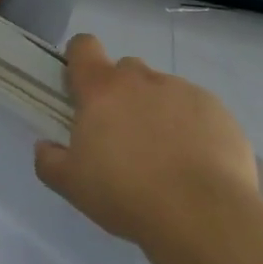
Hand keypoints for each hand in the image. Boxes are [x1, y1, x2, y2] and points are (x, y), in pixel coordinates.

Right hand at [34, 34, 257, 248]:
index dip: (80, 59)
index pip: (83, 46)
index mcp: (101, 89)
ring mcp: (183, 91)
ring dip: (158, 111)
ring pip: (163, 90)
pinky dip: (193, 128)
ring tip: (166, 156)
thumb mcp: (73, 185)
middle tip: (124, 134)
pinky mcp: (218, 111)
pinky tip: (198, 164)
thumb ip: (49, 161)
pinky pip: (198, 110)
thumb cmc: (127, 194)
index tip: (81, 87)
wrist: (204, 216)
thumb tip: (44, 147)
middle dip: (122, 93)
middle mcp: (141, 79)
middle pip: (125, 69)